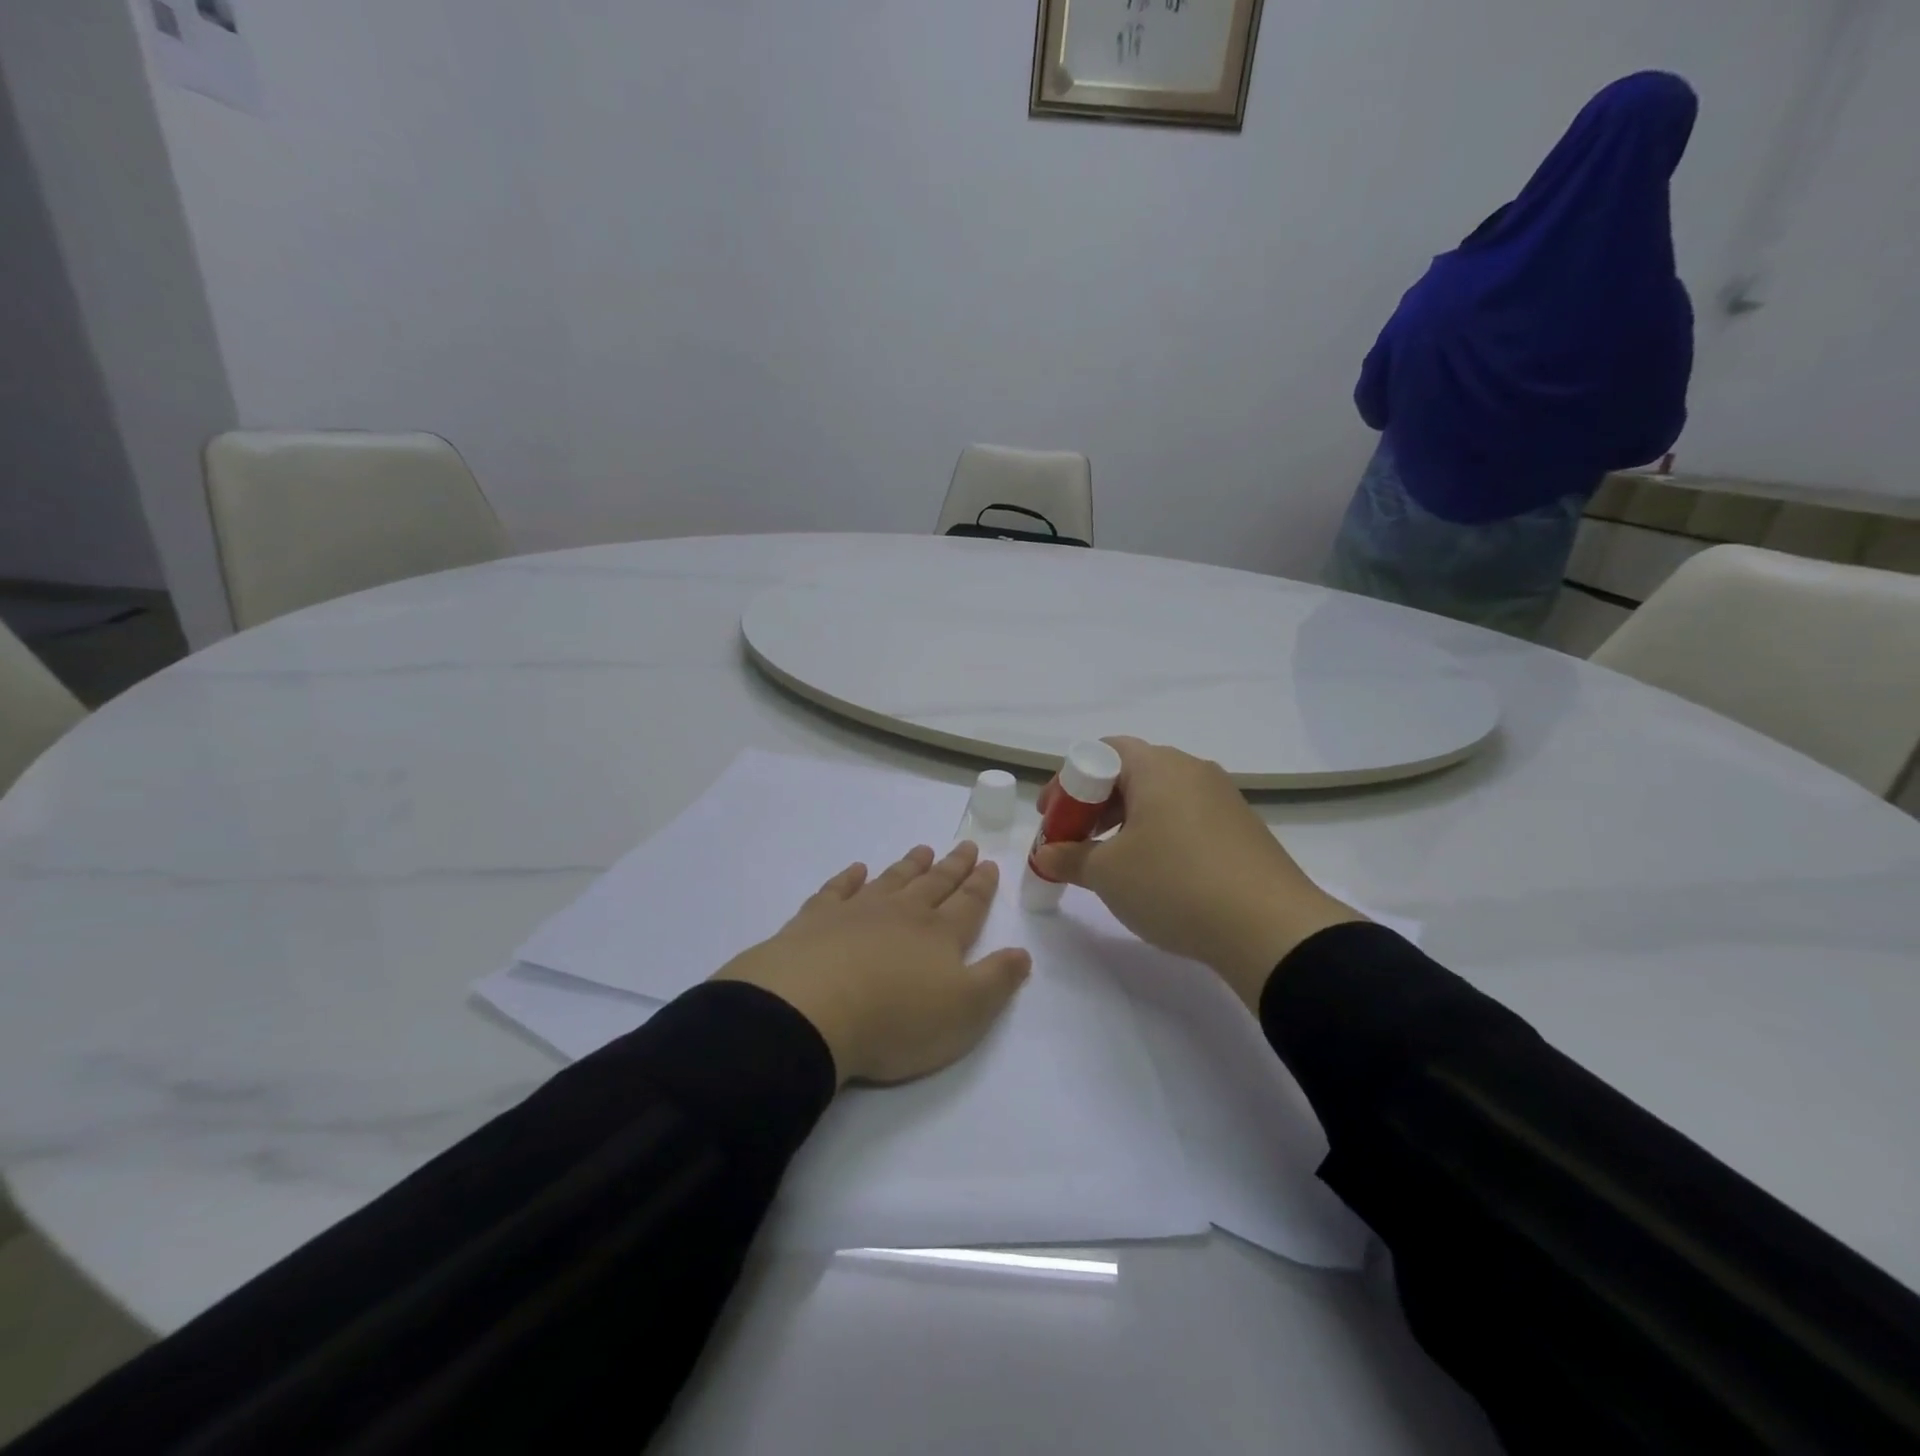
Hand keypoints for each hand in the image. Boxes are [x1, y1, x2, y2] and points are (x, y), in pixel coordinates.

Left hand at [713, 841, 1031, 1085]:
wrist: (812, 1010)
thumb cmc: (896, 1019)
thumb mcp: (965, 1011)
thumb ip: (997, 980)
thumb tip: (1022, 952)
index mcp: (940, 935)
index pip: (968, 903)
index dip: (981, 885)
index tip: (989, 864)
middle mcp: (902, 914)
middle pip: (934, 884)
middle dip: (953, 866)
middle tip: (966, 845)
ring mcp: (857, 911)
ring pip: (891, 880)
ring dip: (910, 866)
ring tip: (923, 849)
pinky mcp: (816, 919)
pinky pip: (837, 889)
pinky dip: (848, 878)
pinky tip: (856, 870)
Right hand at [1031, 738, 1362, 1009]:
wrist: (1270, 929)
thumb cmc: (1174, 883)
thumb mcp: (1107, 873)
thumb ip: (1069, 858)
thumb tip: (1047, 855)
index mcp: (1157, 766)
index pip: (1102, 750)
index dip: (1068, 782)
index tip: (1053, 818)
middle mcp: (1192, 770)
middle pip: (1130, 772)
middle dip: (1094, 804)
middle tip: (1075, 840)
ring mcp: (1223, 798)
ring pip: (1160, 797)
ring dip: (1126, 821)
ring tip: (1112, 861)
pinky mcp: (1242, 829)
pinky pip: (1187, 818)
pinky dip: (1159, 835)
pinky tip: (1155, 874)